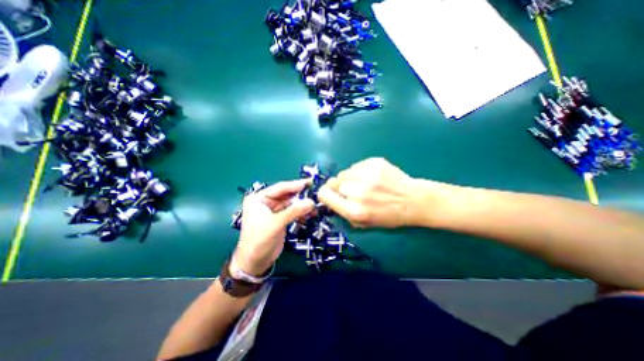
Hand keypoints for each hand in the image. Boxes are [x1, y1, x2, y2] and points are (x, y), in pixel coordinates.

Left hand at [236, 179, 316, 275]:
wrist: (255, 262)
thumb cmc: (259, 241)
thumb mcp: (275, 224)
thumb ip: (293, 212)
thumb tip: (311, 202)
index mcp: (259, 198)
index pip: (280, 188)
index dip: (295, 185)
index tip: (309, 182)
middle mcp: (266, 202)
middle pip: (286, 195)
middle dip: (300, 195)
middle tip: (315, 193)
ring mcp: (274, 210)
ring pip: (291, 203)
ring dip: (302, 205)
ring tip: (315, 206)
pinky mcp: (280, 218)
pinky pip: (293, 211)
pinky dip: (301, 212)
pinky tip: (310, 214)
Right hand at [318, 158, 420, 227]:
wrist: (413, 201)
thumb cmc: (388, 216)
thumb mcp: (363, 223)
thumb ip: (344, 211)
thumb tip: (330, 198)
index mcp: (354, 210)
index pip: (324, 194)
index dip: (324, 194)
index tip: (329, 194)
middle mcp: (358, 192)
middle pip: (333, 182)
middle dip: (339, 187)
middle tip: (352, 190)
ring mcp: (366, 175)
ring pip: (344, 173)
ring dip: (349, 178)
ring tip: (363, 183)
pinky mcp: (374, 162)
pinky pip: (356, 166)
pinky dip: (359, 171)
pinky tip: (372, 177)